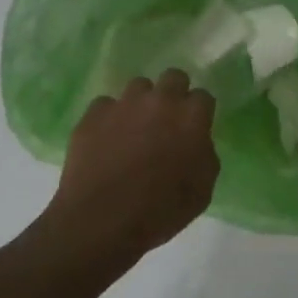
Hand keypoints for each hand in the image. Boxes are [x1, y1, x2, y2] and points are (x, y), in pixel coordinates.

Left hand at [43, 70, 219, 267]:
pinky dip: (110, 118)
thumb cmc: (160, 211)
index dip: (200, 112)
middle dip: (174, 94)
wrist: (101, 220)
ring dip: (142, 103)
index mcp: (191, 118)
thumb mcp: (202, 191)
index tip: (195, 129)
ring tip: (135, 130)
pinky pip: (106, 105)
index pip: (204, 96)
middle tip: (168, 121)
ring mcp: (122, 104)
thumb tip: (197, 143)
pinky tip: (107, 141)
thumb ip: (205, 157)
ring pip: (138, 87)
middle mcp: (159, 101)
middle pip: (173, 77)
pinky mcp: (92, 115)